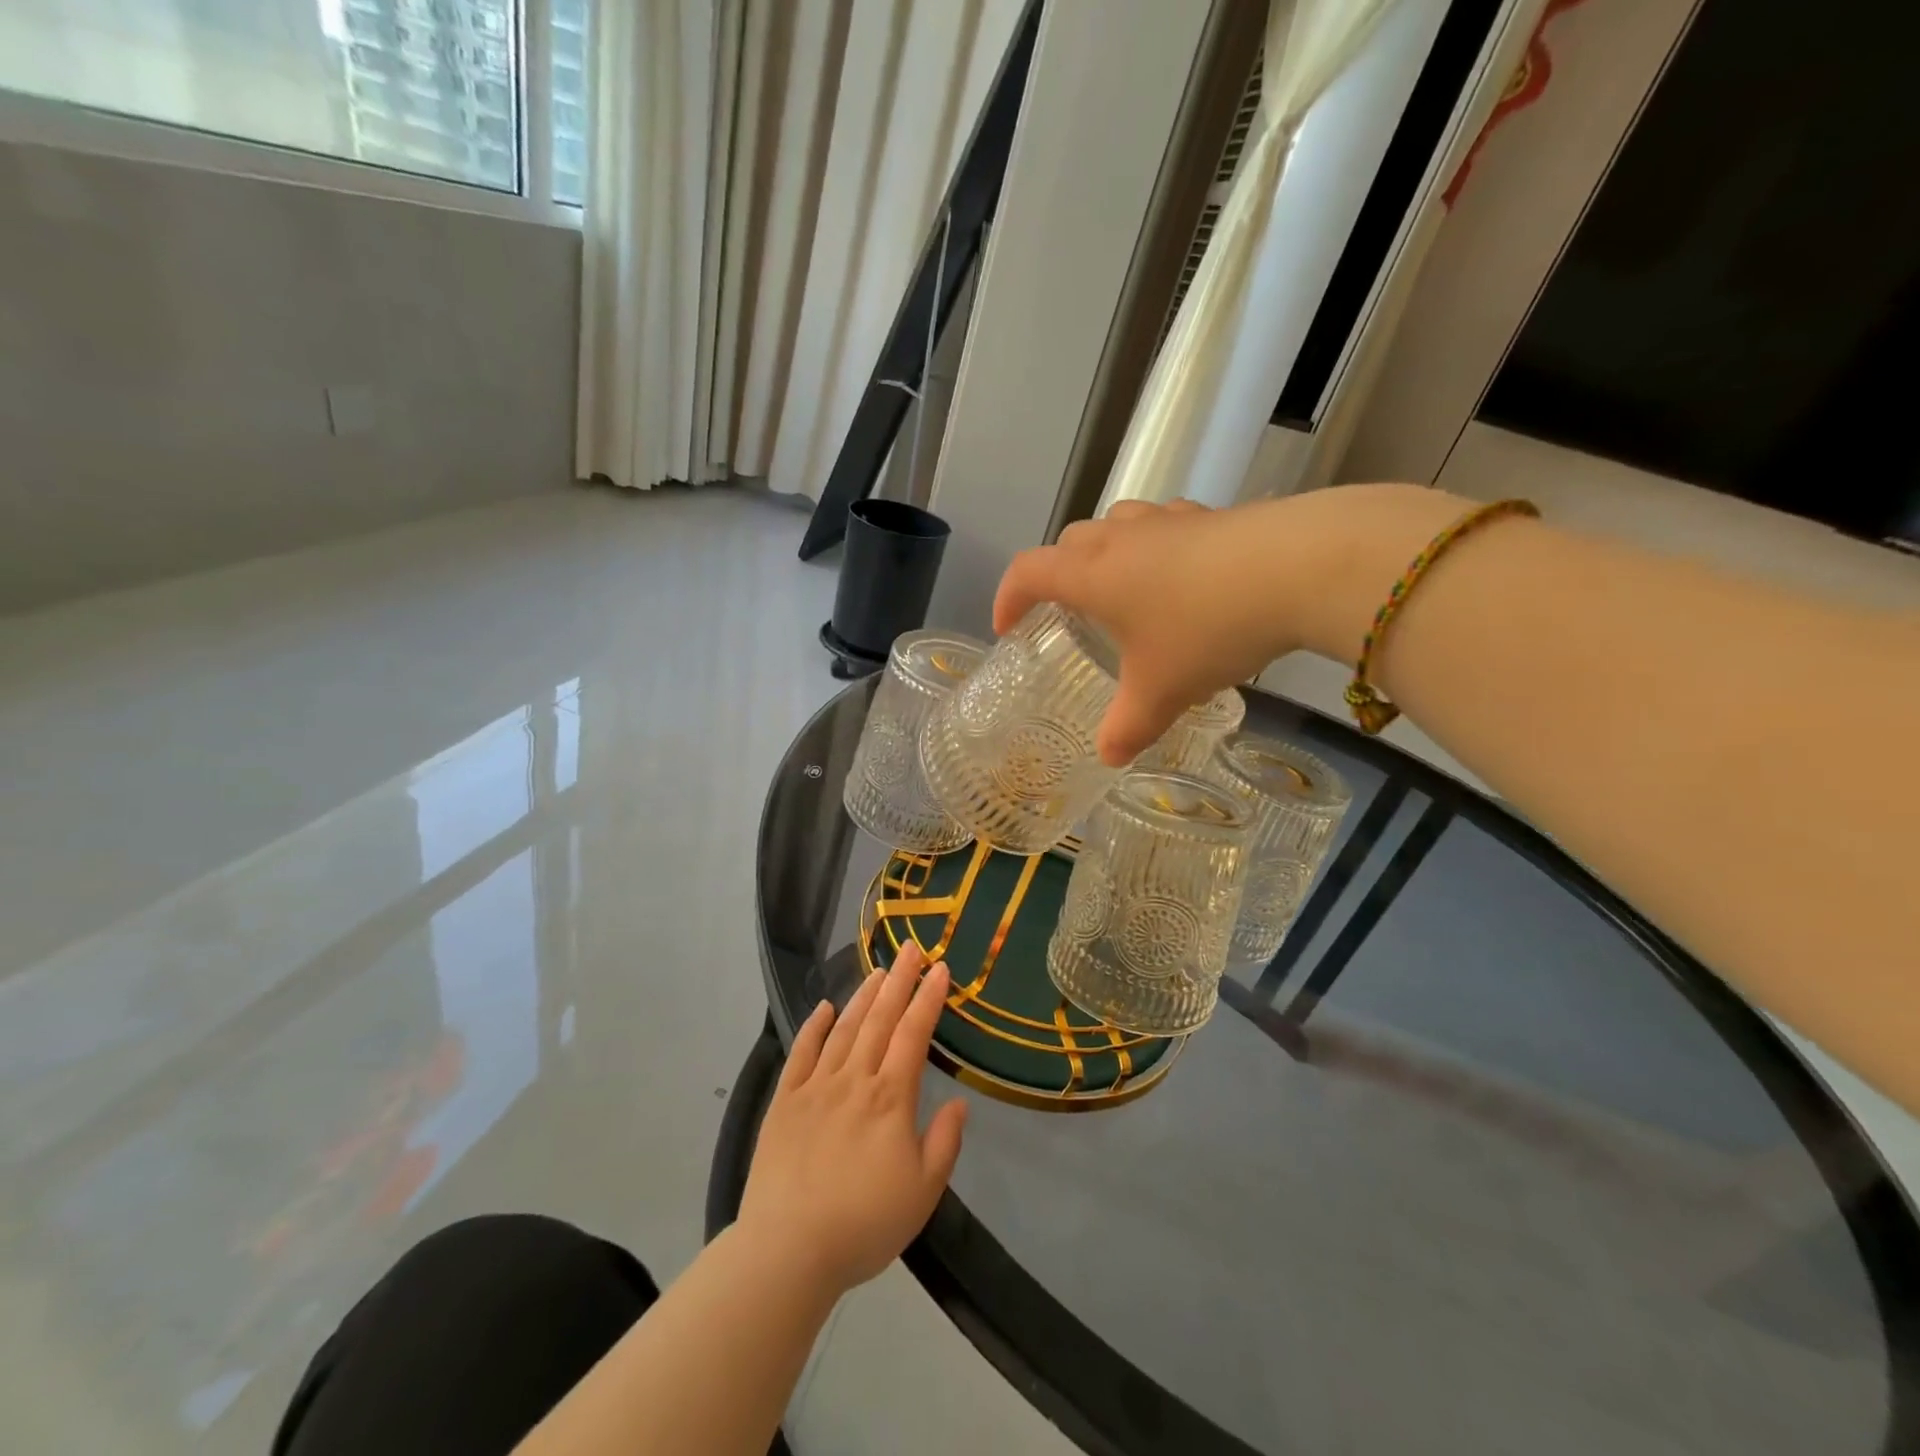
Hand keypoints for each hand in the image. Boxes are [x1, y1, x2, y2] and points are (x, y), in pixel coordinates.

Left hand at [737, 943, 966, 1297]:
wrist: (788, 1250)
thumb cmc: (863, 1224)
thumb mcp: (923, 1192)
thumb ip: (945, 1142)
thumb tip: (959, 1102)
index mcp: (890, 1097)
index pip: (914, 1034)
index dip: (928, 998)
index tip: (941, 968)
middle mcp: (854, 1079)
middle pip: (880, 1018)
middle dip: (898, 980)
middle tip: (910, 948)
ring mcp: (816, 1086)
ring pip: (845, 1028)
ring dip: (864, 996)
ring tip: (878, 969)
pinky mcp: (785, 1101)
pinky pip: (802, 1053)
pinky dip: (814, 1027)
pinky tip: (825, 1008)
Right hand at [993, 486, 1467, 763]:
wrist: (1299, 567)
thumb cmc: (1206, 629)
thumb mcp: (1161, 691)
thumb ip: (1128, 727)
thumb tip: (1109, 758)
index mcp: (1092, 574)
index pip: (1028, 572)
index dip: (1008, 597)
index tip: (1008, 628)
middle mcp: (1123, 537)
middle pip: (1070, 542)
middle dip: (1058, 574)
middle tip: (1069, 612)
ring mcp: (1170, 520)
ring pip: (1120, 524)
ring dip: (1108, 552)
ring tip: (1125, 590)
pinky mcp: (1215, 516)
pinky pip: (1168, 526)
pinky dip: (1160, 548)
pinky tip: (1186, 577)